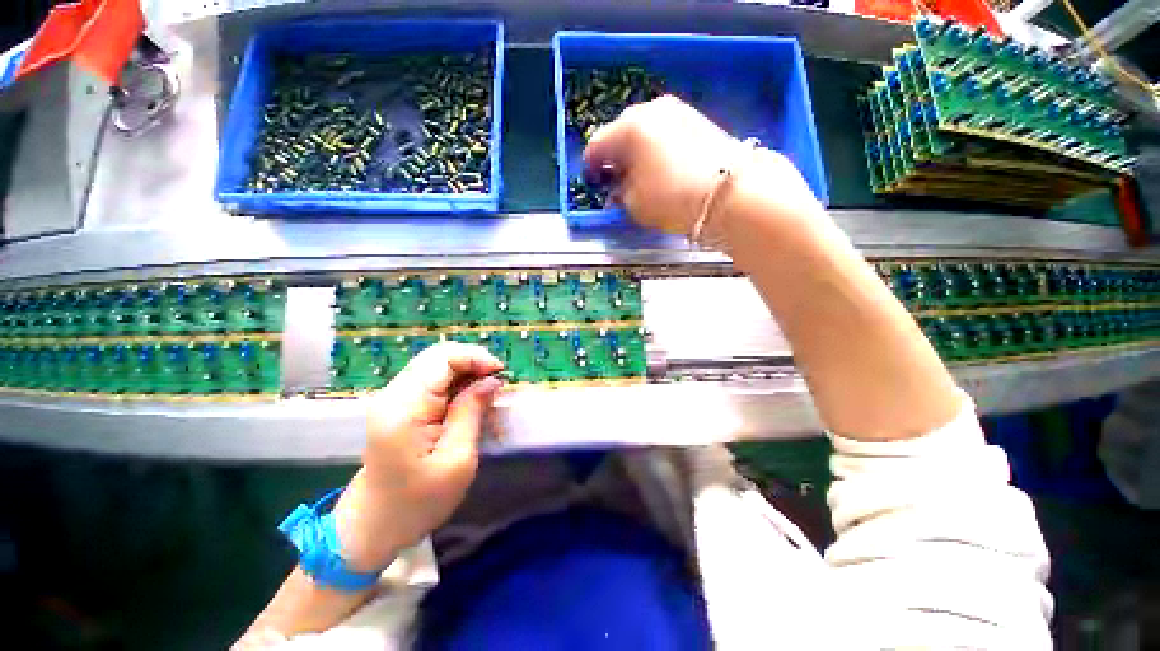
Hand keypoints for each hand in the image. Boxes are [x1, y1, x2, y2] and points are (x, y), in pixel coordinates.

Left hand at [333, 342, 503, 570]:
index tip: (500, 374)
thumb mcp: (457, 460)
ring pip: (435, 365)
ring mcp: (393, 398)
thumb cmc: (418, 501)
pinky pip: (431, 380)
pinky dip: (455, 382)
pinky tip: (468, 399)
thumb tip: (491, 380)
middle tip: (496, 383)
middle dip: (473, 362)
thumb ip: (472, 412)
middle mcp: (394, 394)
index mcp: (405, 407)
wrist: (373, 525)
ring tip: (486, 392)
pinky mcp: (398, 405)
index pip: (442, 359)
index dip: (476, 357)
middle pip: (437, 356)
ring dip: (465, 372)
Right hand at [583, 95, 817, 239]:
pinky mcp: (696, 119)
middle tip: (616, 180)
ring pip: (644, 131)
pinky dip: (656, 148)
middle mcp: (650, 110)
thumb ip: (619, 193)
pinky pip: (664, 133)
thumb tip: (618, 187)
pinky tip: (662, 167)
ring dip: (636, 152)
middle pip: (620, 133)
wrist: (730, 192)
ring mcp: (676, 111)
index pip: (596, 146)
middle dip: (615, 157)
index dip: (590, 167)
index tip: (593, 182)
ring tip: (640, 175)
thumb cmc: (672, 198)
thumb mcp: (634, 204)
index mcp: (628, 128)